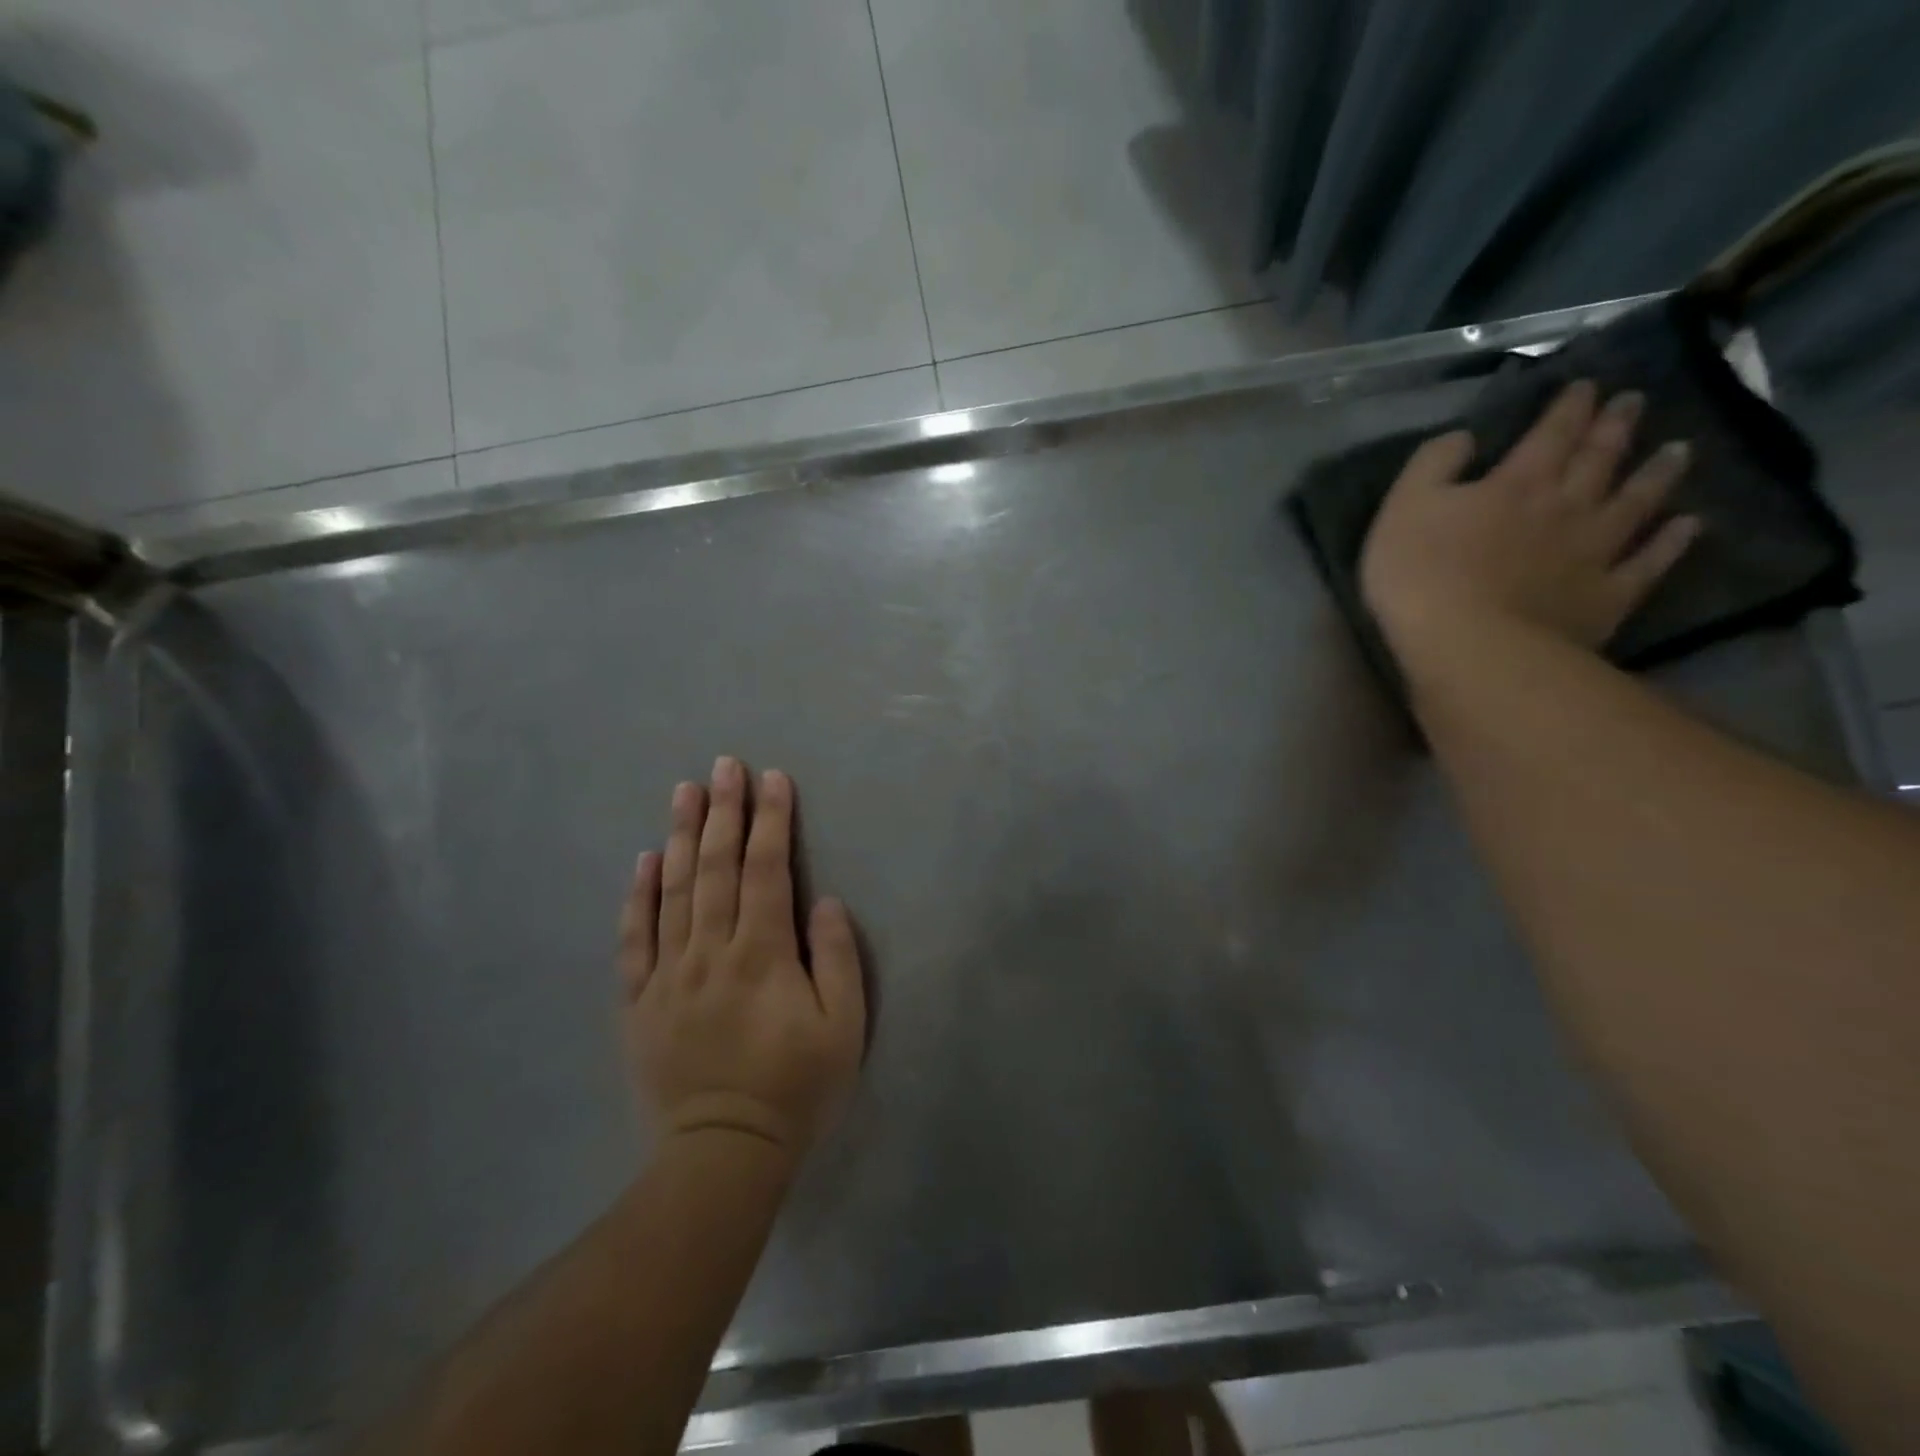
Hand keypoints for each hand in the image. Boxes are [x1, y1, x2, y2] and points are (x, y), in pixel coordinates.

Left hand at [619, 758, 865, 1164]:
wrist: (723, 1154)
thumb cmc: (795, 1088)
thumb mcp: (843, 1028)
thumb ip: (837, 958)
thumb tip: (821, 901)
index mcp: (762, 955)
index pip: (765, 870)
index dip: (771, 821)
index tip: (773, 779)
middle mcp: (710, 951)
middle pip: (716, 867)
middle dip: (723, 811)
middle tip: (724, 764)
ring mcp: (668, 974)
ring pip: (673, 891)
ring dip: (681, 836)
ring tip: (684, 791)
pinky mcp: (639, 1001)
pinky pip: (634, 939)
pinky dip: (638, 895)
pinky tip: (644, 860)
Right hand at [1360, 380, 1700, 663]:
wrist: (1469, 645)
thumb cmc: (1420, 575)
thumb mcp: (1403, 508)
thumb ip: (1432, 465)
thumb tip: (1465, 437)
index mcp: (1515, 483)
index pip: (1549, 434)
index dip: (1568, 408)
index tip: (1586, 385)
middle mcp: (1566, 506)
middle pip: (1598, 459)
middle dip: (1614, 427)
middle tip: (1634, 401)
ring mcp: (1594, 551)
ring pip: (1635, 501)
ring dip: (1656, 473)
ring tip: (1679, 449)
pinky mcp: (1607, 595)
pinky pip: (1649, 561)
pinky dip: (1672, 541)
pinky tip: (1689, 525)